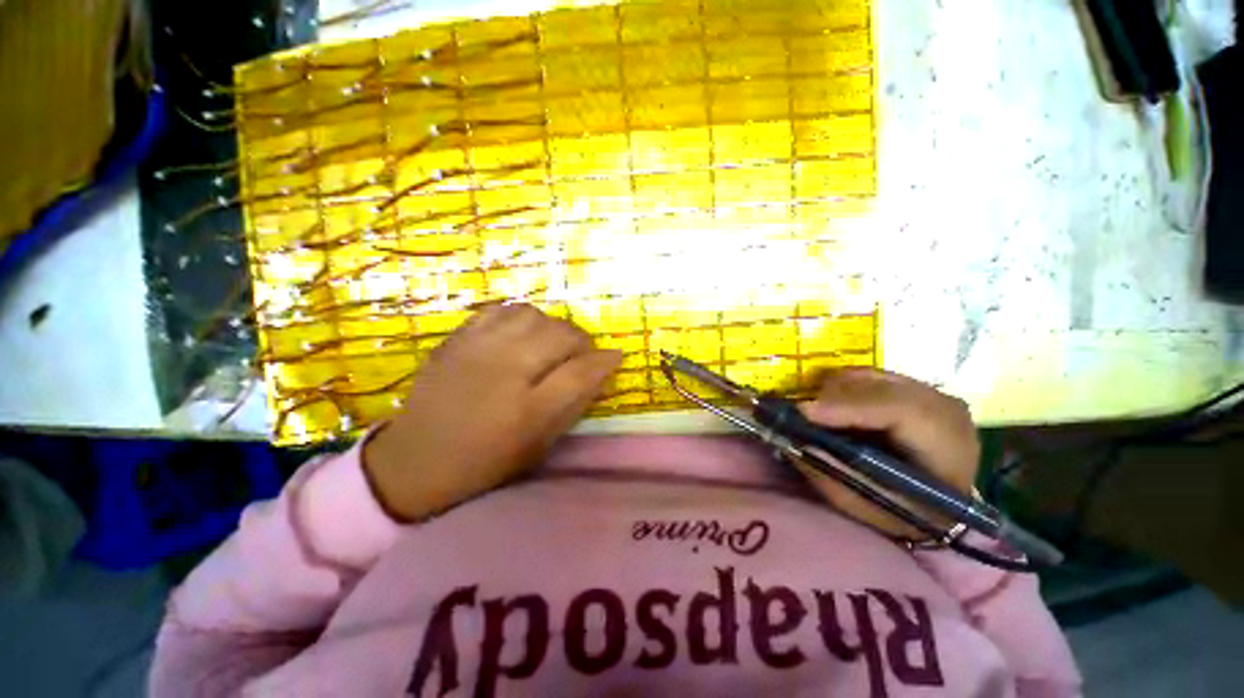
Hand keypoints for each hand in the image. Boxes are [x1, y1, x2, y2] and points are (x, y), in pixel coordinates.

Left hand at [363, 304, 621, 521]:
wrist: (416, 458)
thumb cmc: (485, 460)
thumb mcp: (539, 443)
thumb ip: (573, 404)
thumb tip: (601, 372)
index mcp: (526, 409)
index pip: (580, 372)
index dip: (604, 361)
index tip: (616, 357)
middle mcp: (504, 370)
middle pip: (559, 334)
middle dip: (581, 341)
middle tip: (582, 354)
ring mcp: (477, 349)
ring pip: (533, 315)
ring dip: (552, 326)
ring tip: (551, 343)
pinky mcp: (458, 338)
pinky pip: (500, 311)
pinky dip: (521, 318)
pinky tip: (522, 334)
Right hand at [797, 368, 979, 539]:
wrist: (943, 503)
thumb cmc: (908, 512)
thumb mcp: (870, 507)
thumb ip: (834, 476)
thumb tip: (796, 442)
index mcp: (947, 444)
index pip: (900, 409)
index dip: (848, 406)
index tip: (804, 413)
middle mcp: (944, 407)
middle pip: (878, 386)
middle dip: (832, 397)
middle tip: (801, 415)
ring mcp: (929, 391)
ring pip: (869, 376)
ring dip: (835, 392)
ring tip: (820, 417)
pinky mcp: (912, 385)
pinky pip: (867, 375)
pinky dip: (843, 388)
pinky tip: (837, 409)